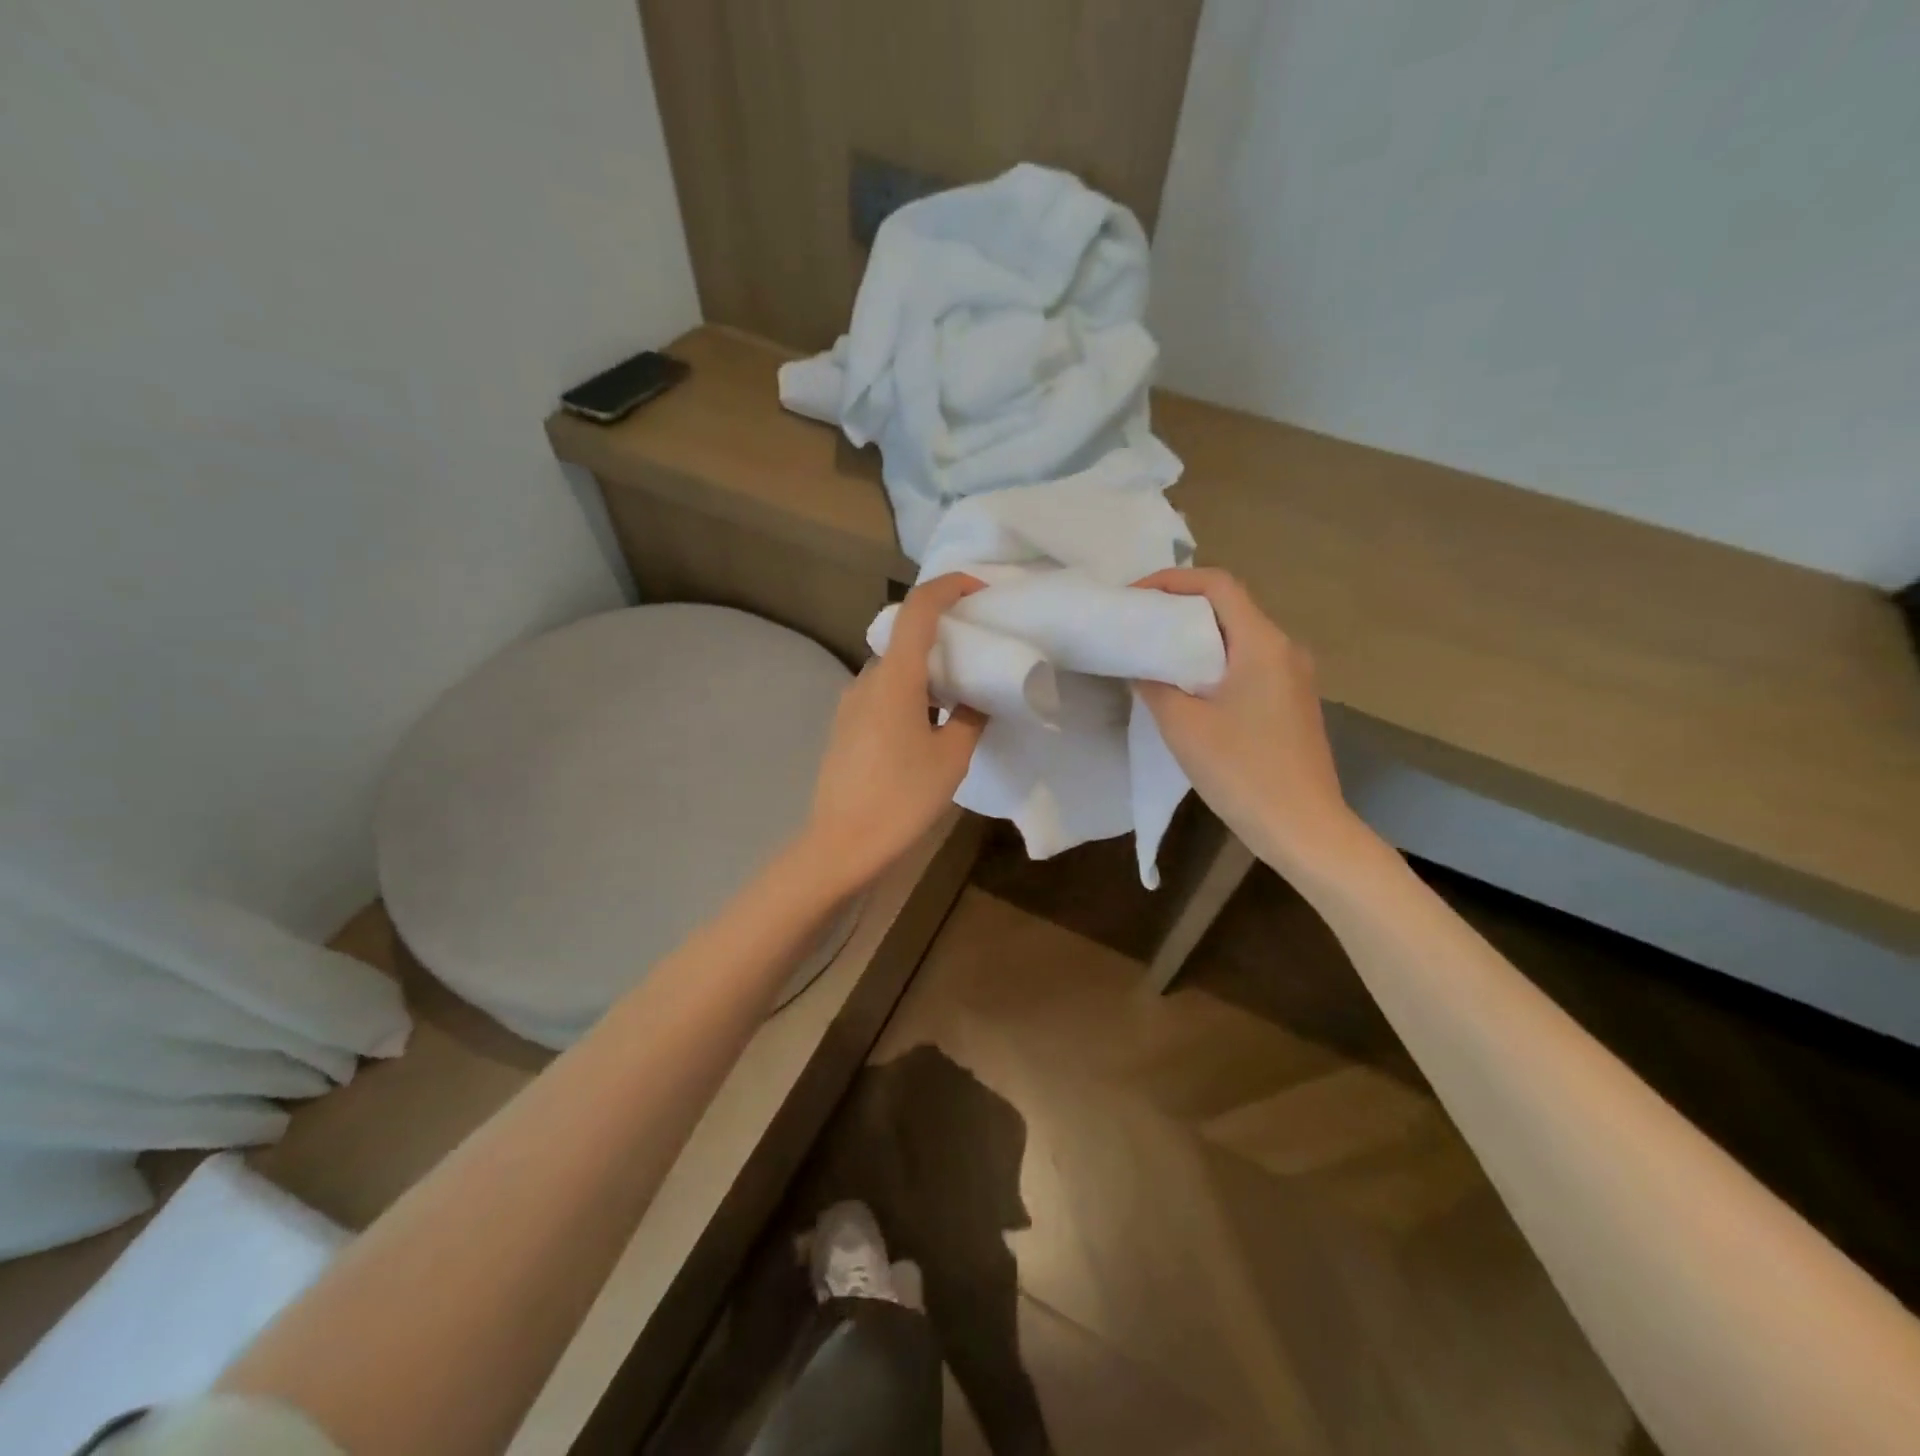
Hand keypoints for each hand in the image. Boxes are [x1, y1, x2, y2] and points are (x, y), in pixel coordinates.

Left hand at [803, 573, 987, 888]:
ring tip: (958, 695)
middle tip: (978, 651)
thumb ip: (970, 718)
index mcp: (894, 679)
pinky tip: (927, 726)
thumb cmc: (901, 798)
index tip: (979, 588)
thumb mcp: (951, 758)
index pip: (917, 610)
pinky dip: (909, 692)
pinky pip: (881, 693)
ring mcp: (850, 703)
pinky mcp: (844, 726)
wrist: (840, 844)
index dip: (948, 587)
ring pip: (894, 669)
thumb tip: (976, 699)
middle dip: (943, 635)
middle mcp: (866, 680)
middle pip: (905, 638)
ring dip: (925, 670)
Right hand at [1133, 568, 1366, 876]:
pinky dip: (1214, 663)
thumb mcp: (1184, 726)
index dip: (1172, 581)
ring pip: (1239, 638)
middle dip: (1180, 609)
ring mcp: (1293, 677)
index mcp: (1263, 644)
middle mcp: (1285, 650)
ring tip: (1154, 654)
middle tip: (1137, 625)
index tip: (1134, 597)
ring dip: (1196, 639)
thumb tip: (1140, 666)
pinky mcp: (1291, 702)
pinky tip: (1187, 688)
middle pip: (1229, 608)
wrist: (1304, 828)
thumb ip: (1155, 685)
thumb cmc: (1243, 772)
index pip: (1218, 585)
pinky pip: (1248, 665)